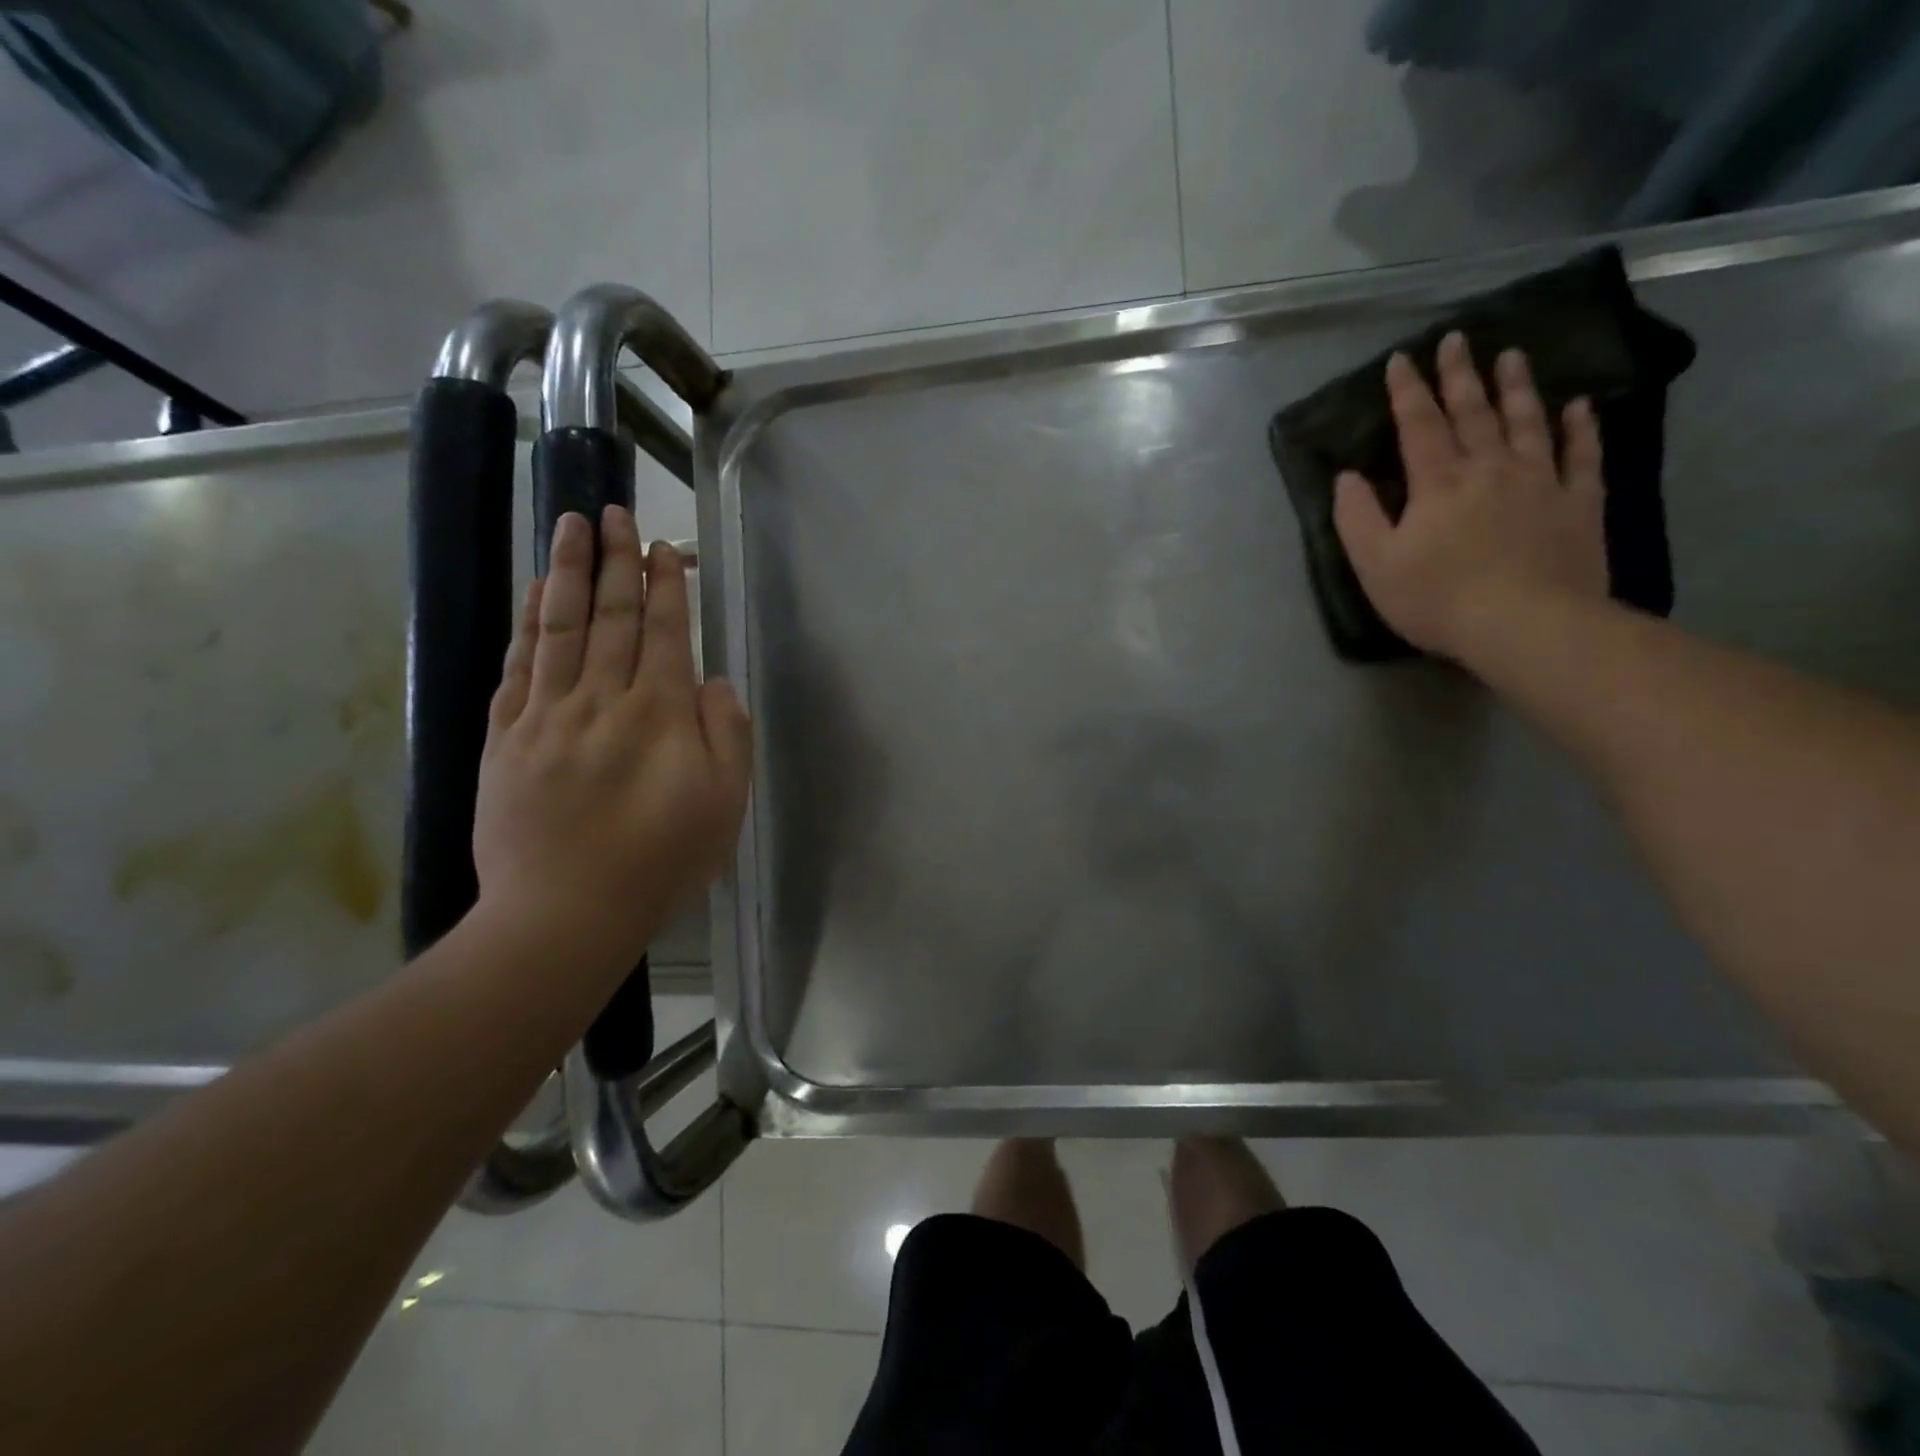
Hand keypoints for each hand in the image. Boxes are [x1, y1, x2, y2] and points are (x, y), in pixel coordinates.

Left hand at [472, 506, 751, 968]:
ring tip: (569, 524)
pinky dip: (525, 623)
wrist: (564, 914)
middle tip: (614, 511)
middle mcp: (601, 700)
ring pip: (558, 627)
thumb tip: (715, 682)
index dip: (665, 586)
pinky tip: (531, 594)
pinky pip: (516, 666)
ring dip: (566, 572)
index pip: (663, 633)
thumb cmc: (660, 863)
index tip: (663, 547)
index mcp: (659, 715)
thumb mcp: (724, 805)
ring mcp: (546, 715)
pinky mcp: (505, 737)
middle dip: (614, 560)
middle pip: (610, 616)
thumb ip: (728, 735)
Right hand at [1332, 330, 1608, 662]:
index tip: (1401, 359)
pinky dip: (1580, 429)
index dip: (1408, 392)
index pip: (1419, 427)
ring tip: (1513, 355)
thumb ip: (1357, 518)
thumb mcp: (1375, 565)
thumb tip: (1346, 477)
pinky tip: (1578, 407)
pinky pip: (1581, 456)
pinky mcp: (1579, 503)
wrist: (1524, 624)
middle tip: (1458, 338)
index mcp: (1438, 484)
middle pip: (1473, 413)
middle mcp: (1490, 469)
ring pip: (1527, 422)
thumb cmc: (1437, 598)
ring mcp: (1540, 482)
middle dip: (1460, 375)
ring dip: (1517, 388)